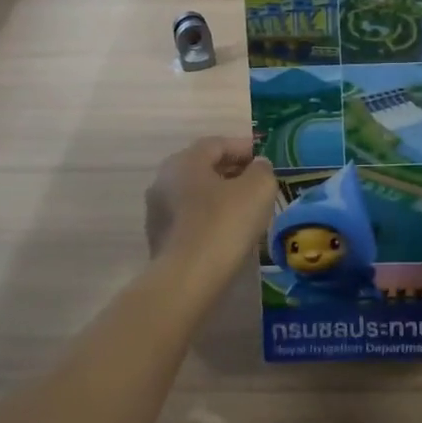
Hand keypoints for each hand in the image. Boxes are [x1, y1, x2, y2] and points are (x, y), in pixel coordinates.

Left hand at [145, 136, 276, 263]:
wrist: (188, 278)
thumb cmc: (224, 224)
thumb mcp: (257, 189)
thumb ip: (262, 170)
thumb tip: (257, 166)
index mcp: (185, 161)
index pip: (217, 144)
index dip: (243, 148)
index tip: (264, 159)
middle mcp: (164, 180)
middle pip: (203, 168)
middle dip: (231, 172)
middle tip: (257, 182)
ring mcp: (157, 211)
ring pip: (195, 194)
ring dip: (219, 196)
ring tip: (246, 209)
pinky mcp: (159, 239)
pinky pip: (189, 218)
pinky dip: (209, 218)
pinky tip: (227, 231)